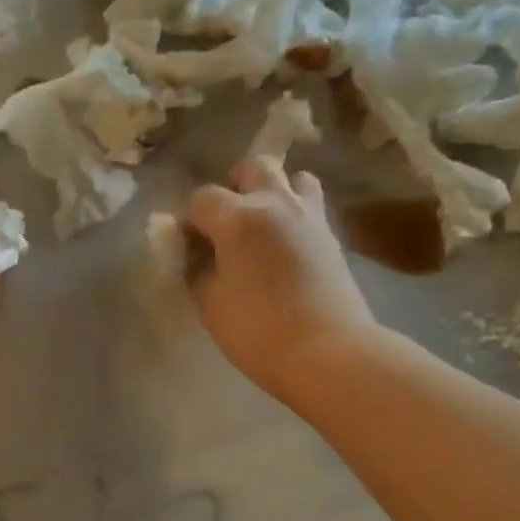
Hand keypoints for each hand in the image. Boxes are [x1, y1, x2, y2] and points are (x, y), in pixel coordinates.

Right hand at [186, 158, 375, 404]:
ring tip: (262, 225)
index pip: (202, 199)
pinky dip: (294, 214)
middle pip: (254, 168)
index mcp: (238, 218)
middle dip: (234, 186)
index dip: (189, 220)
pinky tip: (284, 246)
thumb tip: (198, 254)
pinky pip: (310, 206)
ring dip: (273, 191)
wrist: (327, 352)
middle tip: (225, 223)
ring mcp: (310, 216)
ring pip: (293, 178)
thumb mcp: (209, 305)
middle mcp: (275, 203)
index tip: (187, 246)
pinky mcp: (332, 236)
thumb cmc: (257, 331)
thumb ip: (197, 270)